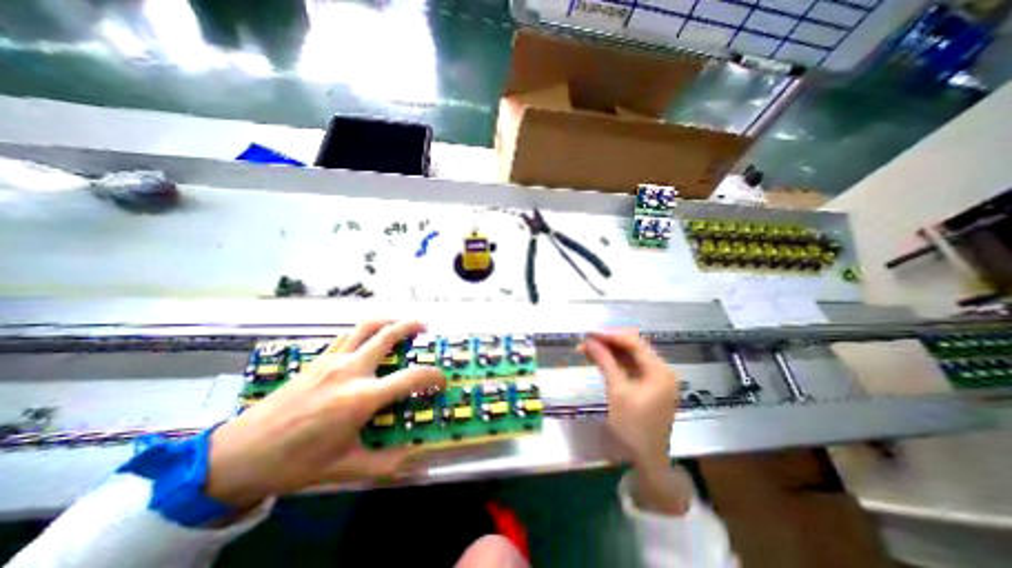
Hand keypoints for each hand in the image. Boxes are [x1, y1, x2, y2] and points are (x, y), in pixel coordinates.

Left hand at [205, 321, 444, 509]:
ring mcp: (332, 360)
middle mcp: (351, 371)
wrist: (237, 455)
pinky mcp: (318, 358)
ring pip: (367, 326)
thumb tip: (415, 459)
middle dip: (411, 326)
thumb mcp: (344, 468)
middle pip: (388, 336)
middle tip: (425, 327)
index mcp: (361, 398)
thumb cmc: (294, 463)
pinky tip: (370, 335)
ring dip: (389, 320)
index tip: (441, 381)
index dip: (433, 377)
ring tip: (402, 322)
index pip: (410, 378)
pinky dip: (366, 329)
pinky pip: (348, 334)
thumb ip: (385, 463)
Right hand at [581, 330, 674, 468]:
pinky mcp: (648, 385)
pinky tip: (598, 359)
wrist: (647, 460)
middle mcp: (661, 369)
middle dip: (608, 342)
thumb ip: (605, 362)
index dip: (610, 335)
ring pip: (629, 356)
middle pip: (632, 347)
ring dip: (608, 351)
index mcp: (659, 370)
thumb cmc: (633, 427)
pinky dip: (614, 362)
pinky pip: (630, 367)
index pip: (634, 342)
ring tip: (586, 348)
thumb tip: (589, 341)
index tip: (589, 332)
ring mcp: (655, 378)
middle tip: (585, 341)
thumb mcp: (617, 391)